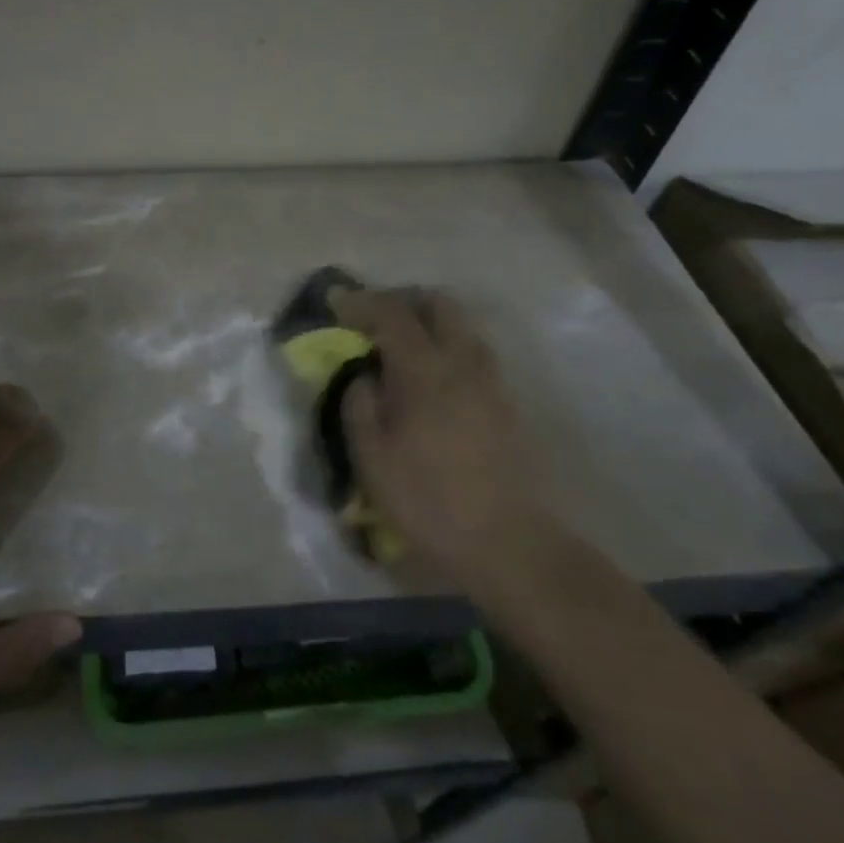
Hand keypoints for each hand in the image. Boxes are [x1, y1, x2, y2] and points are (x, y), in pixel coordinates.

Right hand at [332, 289, 558, 597]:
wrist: (506, 542)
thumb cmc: (426, 499)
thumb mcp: (371, 457)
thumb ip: (359, 406)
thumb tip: (363, 377)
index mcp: (423, 371)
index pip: (392, 314)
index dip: (361, 302)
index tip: (336, 302)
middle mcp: (462, 363)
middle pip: (440, 303)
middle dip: (404, 300)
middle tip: (375, 318)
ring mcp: (491, 381)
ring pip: (463, 327)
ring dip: (431, 323)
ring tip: (404, 348)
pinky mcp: (507, 403)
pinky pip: (475, 354)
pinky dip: (450, 348)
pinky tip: (434, 379)